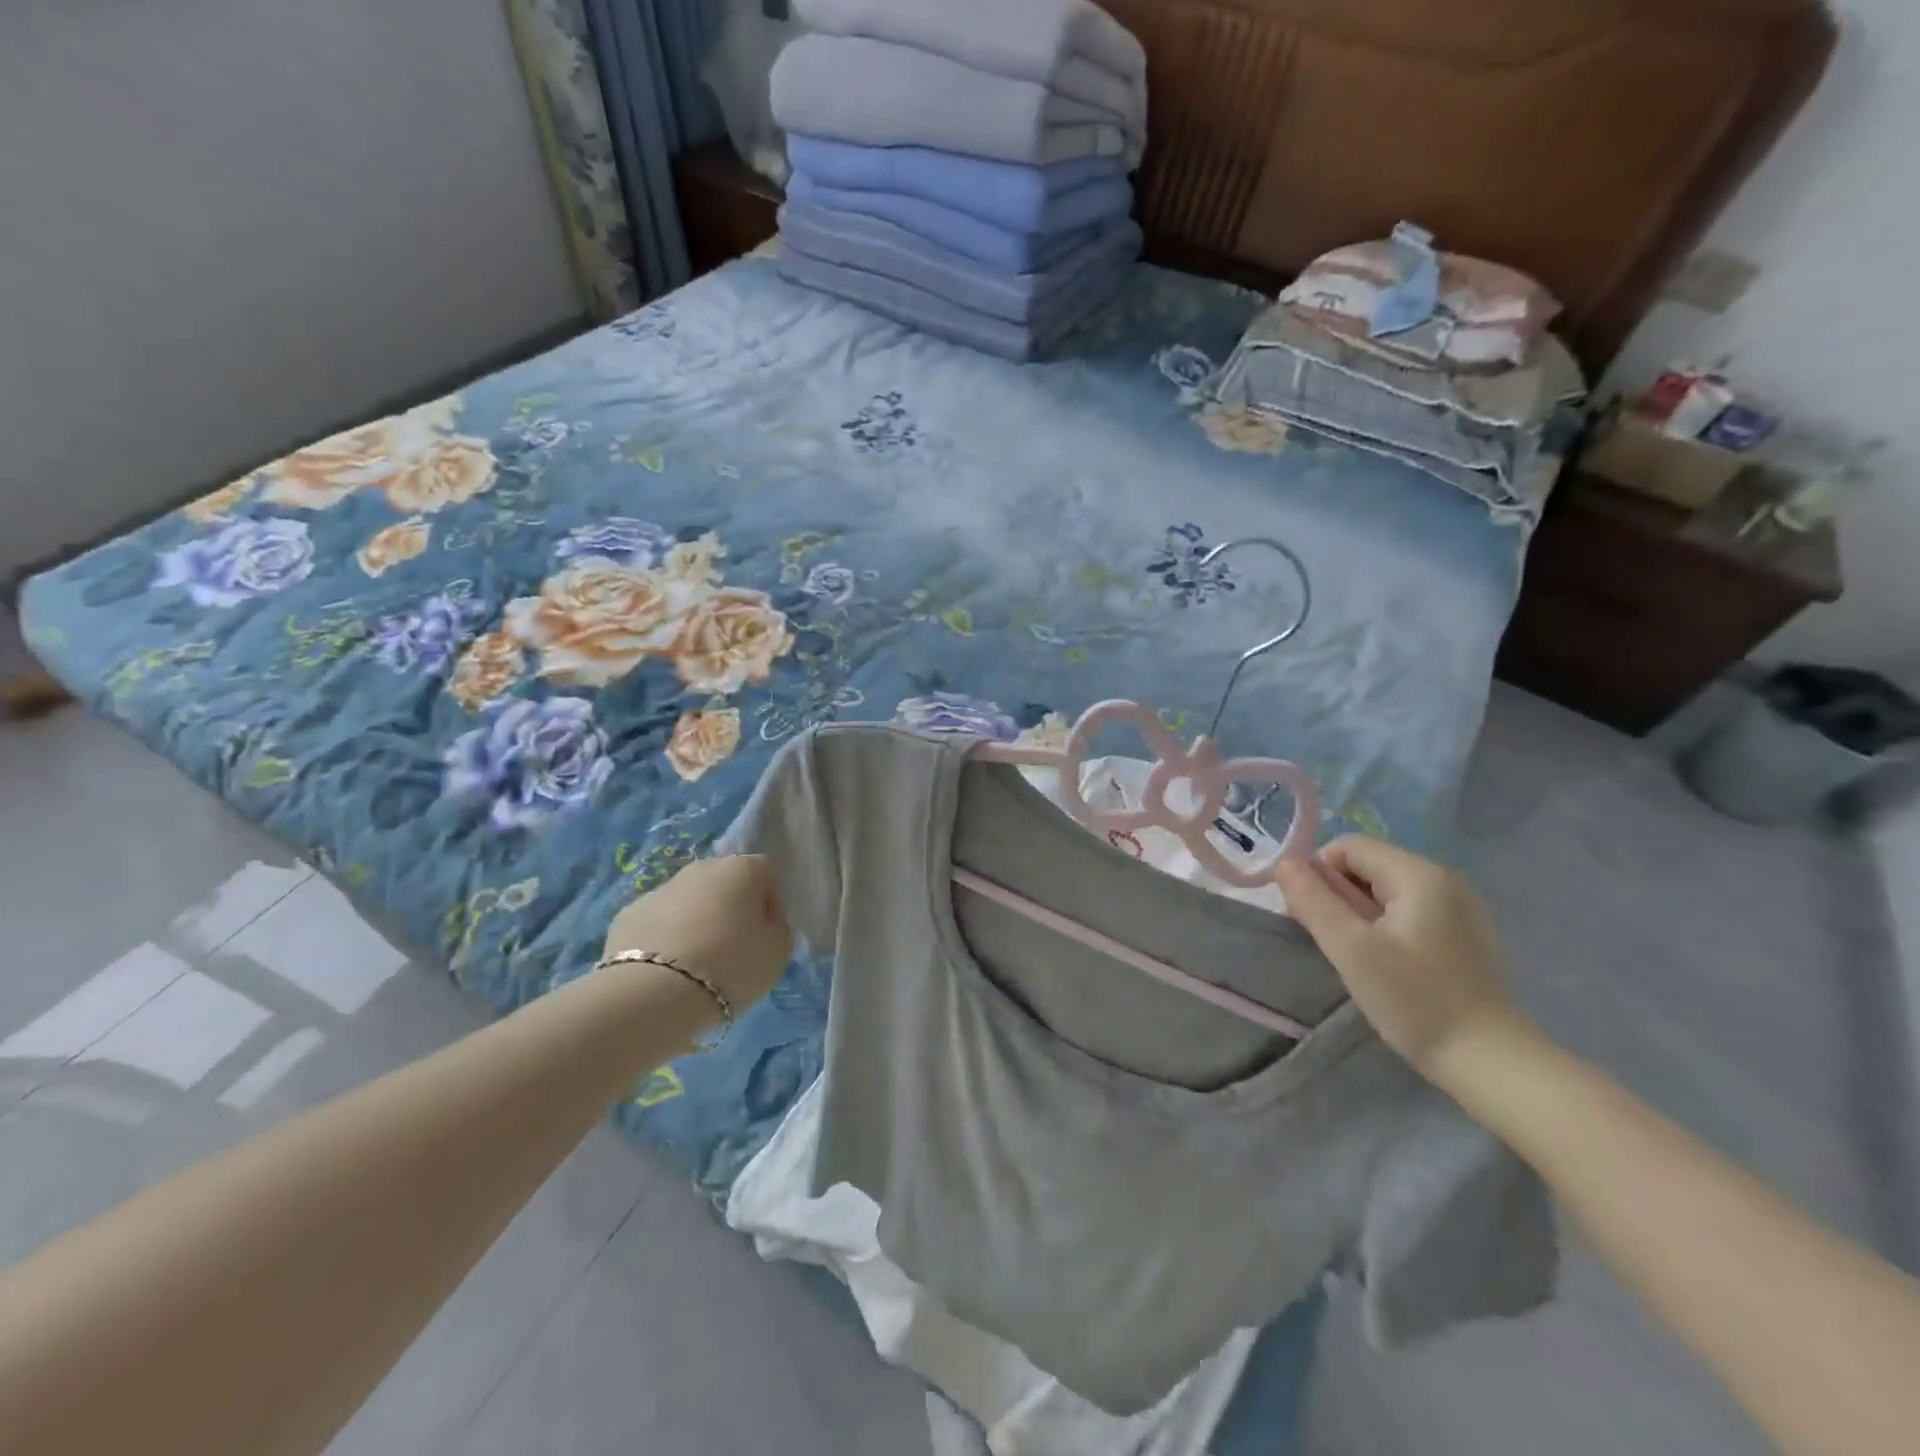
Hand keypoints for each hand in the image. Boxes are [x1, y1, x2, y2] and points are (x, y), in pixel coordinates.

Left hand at [599, 856, 792, 1014]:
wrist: (651, 995)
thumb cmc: (730, 966)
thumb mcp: (777, 952)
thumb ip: (777, 928)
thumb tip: (764, 923)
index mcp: (742, 869)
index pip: (767, 874)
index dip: (771, 903)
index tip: (767, 934)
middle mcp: (701, 868)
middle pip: (725, 884)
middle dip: (731, 909)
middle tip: (733, 948)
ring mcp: (660, 889)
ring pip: (689, 902)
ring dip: (697, 922)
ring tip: (696, 965)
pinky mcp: (627, 915)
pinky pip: (659, 923)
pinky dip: (665, 939)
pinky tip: (666, 972)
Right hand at [1275, 836, 1523, 1082]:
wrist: (1491, 1063)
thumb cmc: (1415, 1000)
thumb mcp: (1351, 949)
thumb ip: (1313, 901)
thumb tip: (1284, 863)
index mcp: (1419, 874)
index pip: (1348, 846)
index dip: (1318, 872)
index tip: (1307, 915)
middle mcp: (1443, 879)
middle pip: (1368, 865)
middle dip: (1336, 893)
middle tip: (1327, 939)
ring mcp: (1458, 907)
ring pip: (1385, 889)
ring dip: (1356, 912)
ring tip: (1353, 954)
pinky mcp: (1463, 934)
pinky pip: (1407, 910)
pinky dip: (1383, 925)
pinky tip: (1385, 962)